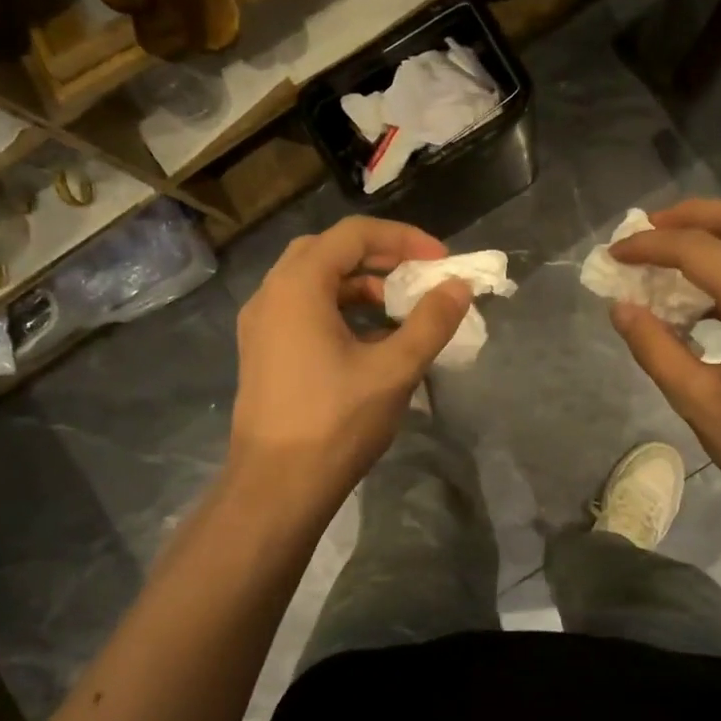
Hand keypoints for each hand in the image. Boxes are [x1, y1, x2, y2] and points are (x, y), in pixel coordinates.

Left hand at [231, 216, 471, 492]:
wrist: (276, 486)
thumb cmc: (336, 422)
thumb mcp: (394, 369)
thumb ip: (430, 322)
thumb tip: (459, 287)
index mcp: (298, 286)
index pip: (353, 234)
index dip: (403, 239)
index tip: (440, 261)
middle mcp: (271, 295)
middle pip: (328, 251)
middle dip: (378, 257)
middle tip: (416, 276)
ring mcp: (261, 325)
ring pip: (312, 283)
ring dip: (358, 285)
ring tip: (398, 309)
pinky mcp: (262, 353)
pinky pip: (302, 311)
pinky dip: (338, 310)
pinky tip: (368, 340)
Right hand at [607, 199, 720, 546]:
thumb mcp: (698, 401)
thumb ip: (654, 348)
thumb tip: (621, 307)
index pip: (698, 249)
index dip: (649, 246)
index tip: (614, 255)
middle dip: (689, 215)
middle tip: (646, 230)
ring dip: (716, 235)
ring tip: (670, 256)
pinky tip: (707, 295)